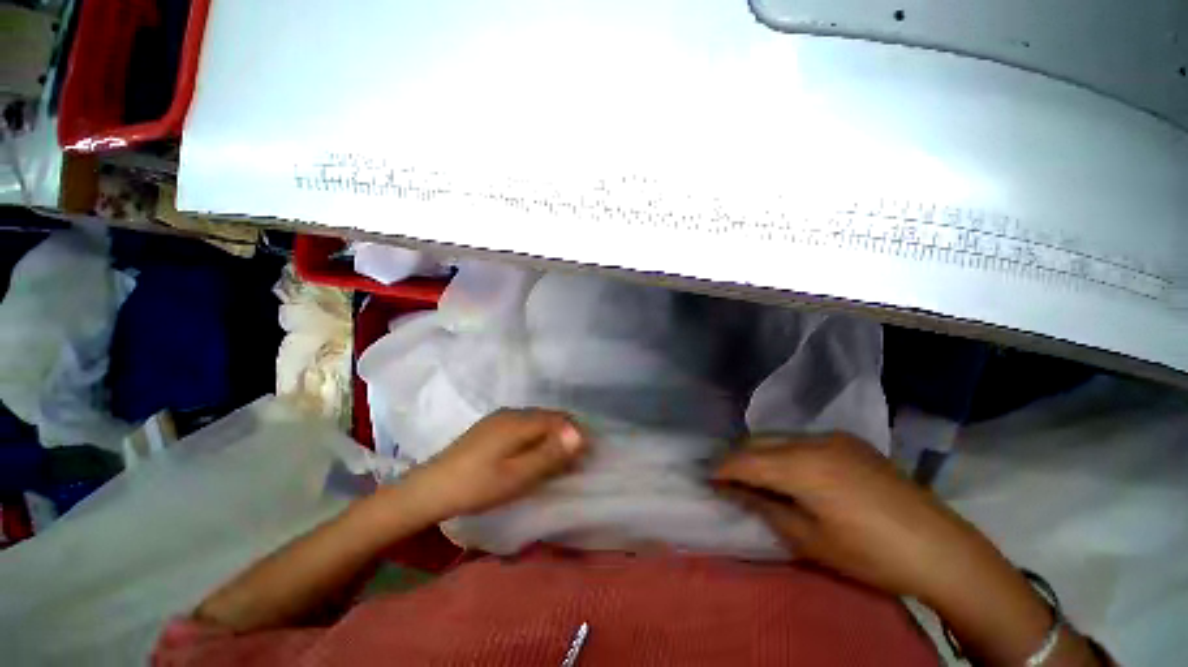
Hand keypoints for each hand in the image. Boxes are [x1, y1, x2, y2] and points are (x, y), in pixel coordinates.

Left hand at [400, 408, 586, 520]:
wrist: (429, 489)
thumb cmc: (477, 485)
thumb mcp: (518, 475)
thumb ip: (549, 454)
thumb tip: (580, 434)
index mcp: (519, 421)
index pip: (559, 419)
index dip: (577, 434)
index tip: (588, 455)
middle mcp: (511, 413)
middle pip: (549, 418)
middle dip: (566, 435)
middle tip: (576, 461)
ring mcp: (499, 418)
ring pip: (536, 422)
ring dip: (552, 437)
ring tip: (558, 461)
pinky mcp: (490, 428)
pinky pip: (523, 427)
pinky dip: (536, 438)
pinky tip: (533, 455)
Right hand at [712, 433, 999, 602]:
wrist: (942, 549)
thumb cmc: (871, 554)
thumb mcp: (810, 540)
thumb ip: (766, 508)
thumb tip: (735, 491)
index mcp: (803, 466)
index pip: (746, 459)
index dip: (722, 468)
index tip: (708, 478)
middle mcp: (813, 441)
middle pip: (758, 440)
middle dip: (736, 456)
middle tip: (726, 477)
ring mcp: (834, 437)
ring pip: (778, 437)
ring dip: (759, 452)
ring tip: (752, 474)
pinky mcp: (850, 441)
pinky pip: (802, 439)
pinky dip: (784, 451)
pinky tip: (788, 470)